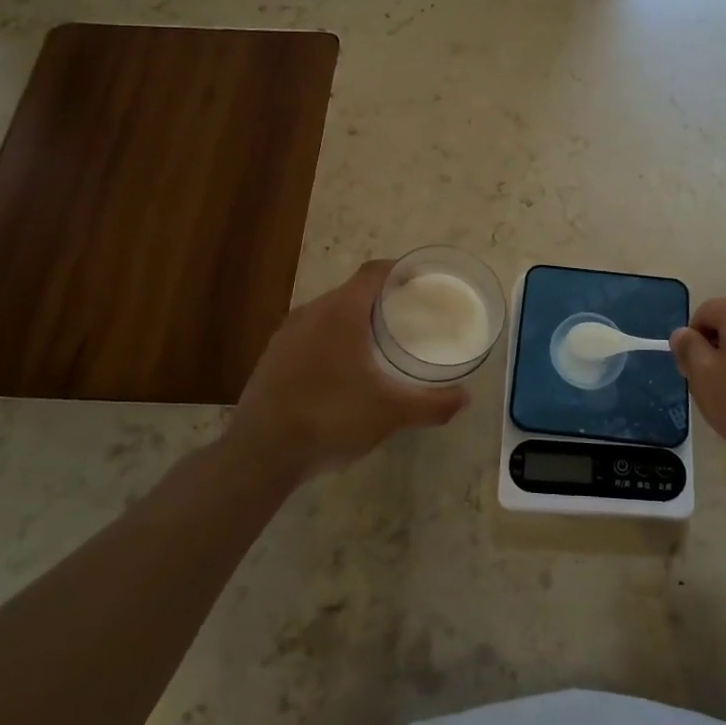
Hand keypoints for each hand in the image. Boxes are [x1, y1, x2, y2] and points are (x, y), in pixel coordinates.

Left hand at [231, 261, 467, 478]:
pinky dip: (331, 340)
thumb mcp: (390, 414)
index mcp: (341, 312)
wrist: (260, 454)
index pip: (374, 272)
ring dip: (354, 320)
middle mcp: (311, 313)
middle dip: (381, 298)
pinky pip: (309, 335)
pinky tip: (341, 371)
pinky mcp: (272, 357)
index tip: (421, 281)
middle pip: (352, 291)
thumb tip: (465, 398)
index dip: (399, 270)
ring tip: (377, 343)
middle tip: (407, 316)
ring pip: (328, 313)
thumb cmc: (330, 419)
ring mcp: (286, 335)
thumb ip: (431, 404)